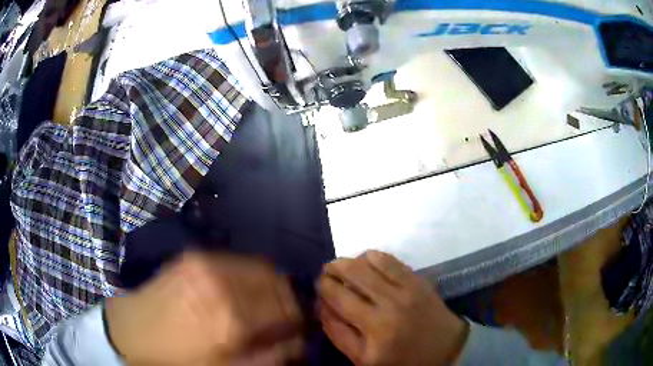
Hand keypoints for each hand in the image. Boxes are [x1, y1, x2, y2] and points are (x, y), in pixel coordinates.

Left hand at [105, 252, 302, 364]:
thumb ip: (270, 357)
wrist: (131, 332)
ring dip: (270, 284)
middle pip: (275, 281)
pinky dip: (249, 274)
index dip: (300, 318)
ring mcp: (205, 263)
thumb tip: (299, 342)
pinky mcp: (193, 256)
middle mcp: (221, 282)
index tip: (301, 326)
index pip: (286, 309)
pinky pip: (235, 260)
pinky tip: (242, 290)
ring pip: (258, 266)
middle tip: (287, 314)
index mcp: (231, 318)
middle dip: (288, 298)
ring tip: (266, 302)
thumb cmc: (179, 360)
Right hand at [318, 250, 467, 365]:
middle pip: (350, 275)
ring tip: (342, 266)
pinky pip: (389, 259)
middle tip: (325, 272)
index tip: (318, 286)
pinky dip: (372, 256)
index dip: (323, 289)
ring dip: (349, 261)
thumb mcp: (364, 358)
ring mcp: (405, 289)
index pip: (337, 299)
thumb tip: (323, 306)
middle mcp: (388, 304)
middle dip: (331, 270)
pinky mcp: (417, 280)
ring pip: (367, 263)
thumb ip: (339, 334)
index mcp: (373, 328)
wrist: (446, 348)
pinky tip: (365, 261)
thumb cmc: (402, 359)